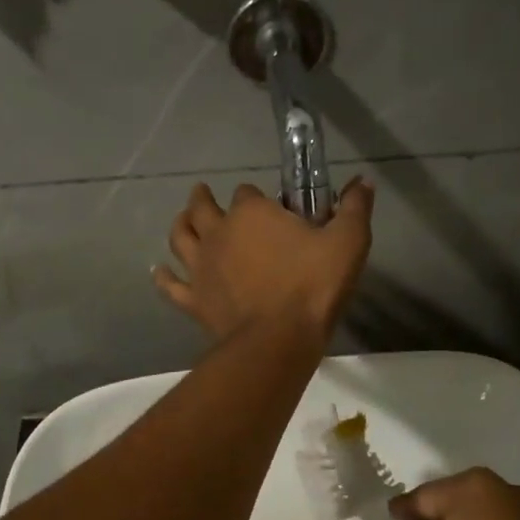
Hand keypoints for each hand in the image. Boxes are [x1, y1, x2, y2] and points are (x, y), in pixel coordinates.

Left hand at [153, 178, 374, 341]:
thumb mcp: (348, 242)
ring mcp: (201, 267)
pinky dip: (163, 277)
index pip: (248, 193)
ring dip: (181, 225)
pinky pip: (171, 285)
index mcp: (252, 214)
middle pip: (202, 207)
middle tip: (203, 194)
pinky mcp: (193, 298)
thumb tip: (361, 180)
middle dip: (203, 198)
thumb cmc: (313, 286)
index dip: (257, 198)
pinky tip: (158, 271)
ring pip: (180, 238)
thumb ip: (354, 208)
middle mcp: (218, 233)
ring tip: (183, 219)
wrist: (278, 339)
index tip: (271, 208)